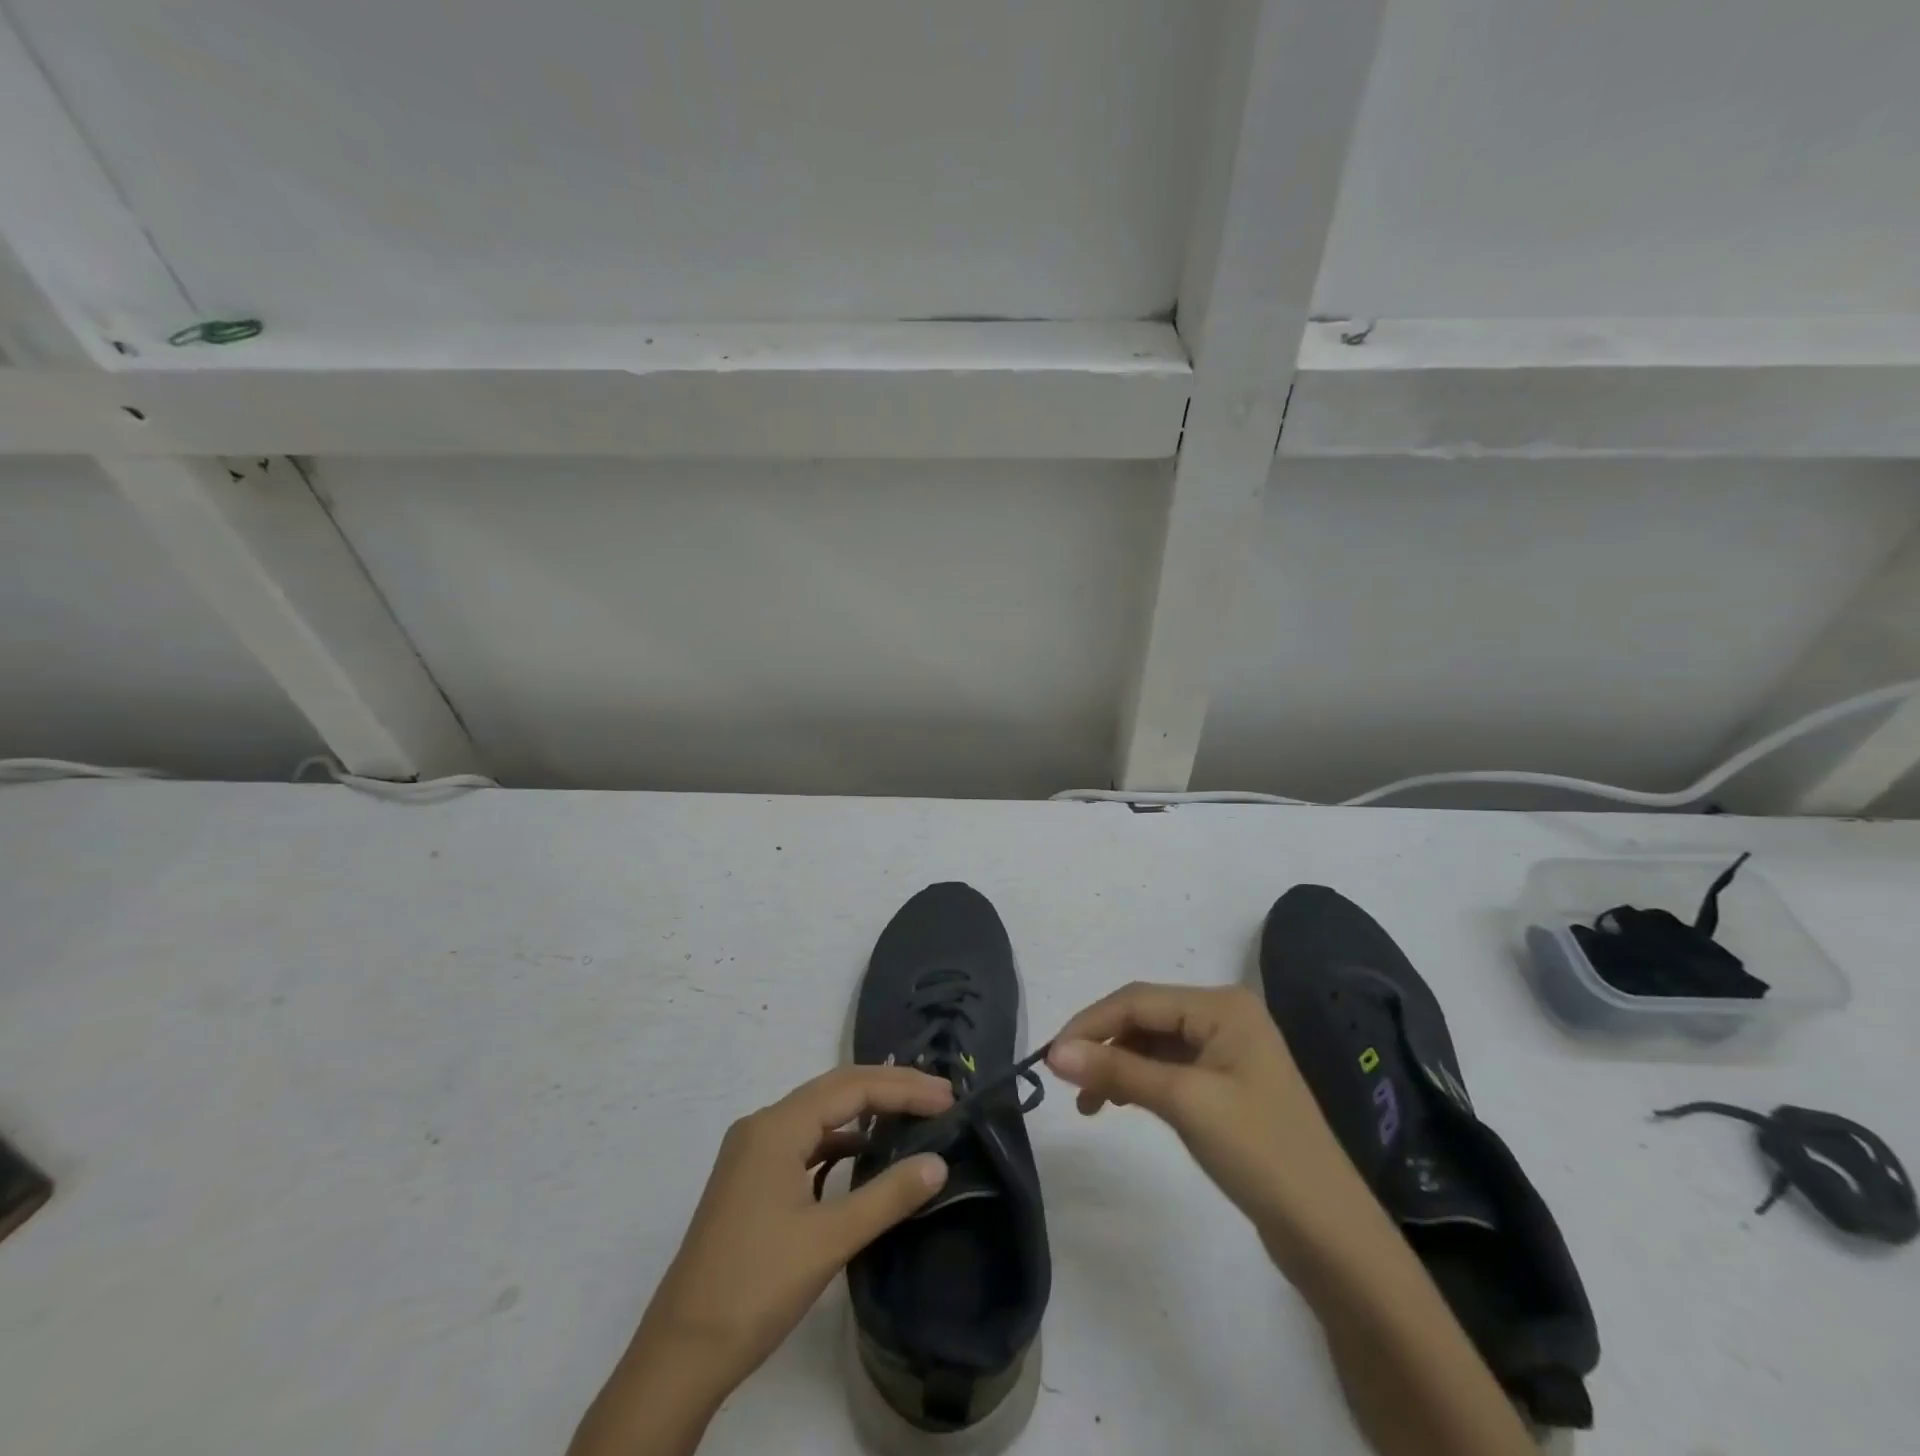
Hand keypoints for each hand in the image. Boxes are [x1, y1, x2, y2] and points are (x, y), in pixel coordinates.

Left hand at [643, 1064, 953, 1377]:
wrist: (681, 1352)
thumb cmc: (756, 1287)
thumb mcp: (829, 1240)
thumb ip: (888, 1196)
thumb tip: (939, 1162)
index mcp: (776, 1127)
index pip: (852, 1088)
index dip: (904, 1089)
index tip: (948, 1099)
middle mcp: (762, 1125)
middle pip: (835, 1090)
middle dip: (889, 1089)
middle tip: (940, 1097)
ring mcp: (753, 1151)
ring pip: (819, 1114)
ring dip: (865, 1111)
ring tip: (912, 1116)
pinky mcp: (751, 1178)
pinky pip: (805, 1140)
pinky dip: (840, 1139)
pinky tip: (864, 1153)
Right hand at [1047, 983, 1364, 1250]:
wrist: (1330, 1233)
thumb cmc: (1259, 1152)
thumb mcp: (1183, 1103)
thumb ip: (1118, 1071)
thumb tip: (1054, 1052)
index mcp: (1222, 1006)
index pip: (1138, 1000)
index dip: (1090, 1024)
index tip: (1049, 1058)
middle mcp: (1225, 1017)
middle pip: (1145, 1017)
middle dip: (1103, 1044)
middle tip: (1064, 1080)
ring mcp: (1228, 1052)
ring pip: (1154, 1044)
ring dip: (1118, 1065)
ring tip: (1088, 1102)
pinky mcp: (1227, 1086)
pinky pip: (1170, 1069)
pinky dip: (1140, 1081)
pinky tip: (1119, 1103)